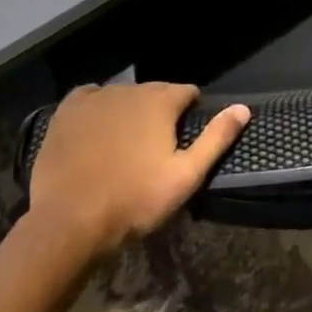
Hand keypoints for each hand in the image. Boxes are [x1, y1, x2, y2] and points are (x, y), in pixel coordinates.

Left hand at [24, 83, 249, 257]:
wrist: (68, 221)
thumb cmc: (134, 201)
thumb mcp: (185, 176)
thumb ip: (216, 139)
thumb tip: (243, 109)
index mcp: (161, 101)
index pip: (186, 92)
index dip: (189, 112)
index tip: (184, 138)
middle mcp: (130, 89)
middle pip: (154, 93)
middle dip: (159, 113)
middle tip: (154, 149)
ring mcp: (96, 97)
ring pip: (123, 96)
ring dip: (129, 111)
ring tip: (124, 145)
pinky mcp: (67, 110)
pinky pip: (90, 98)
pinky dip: (97, 109)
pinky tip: (95, 131)